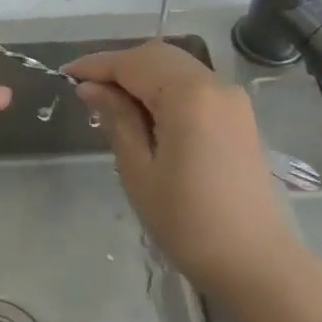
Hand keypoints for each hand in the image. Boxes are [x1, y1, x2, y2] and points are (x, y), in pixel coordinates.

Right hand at [65, 40, 293, 288]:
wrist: (257, 265)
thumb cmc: (189, 222)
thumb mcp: (138, 170)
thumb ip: (116, 118)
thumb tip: (91, 88)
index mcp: (188, 94)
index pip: (131, 63)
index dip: (95, 66)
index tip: (64, 75)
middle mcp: (214, 84)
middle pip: (156, 56)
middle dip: (118, 66)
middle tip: (85, 90)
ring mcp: (231, 98)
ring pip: (175, 67)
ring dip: (140, 75)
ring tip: (109, 101)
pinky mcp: (238, 116)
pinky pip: (193, 85)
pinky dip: (164, 87)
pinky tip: (144, 112)